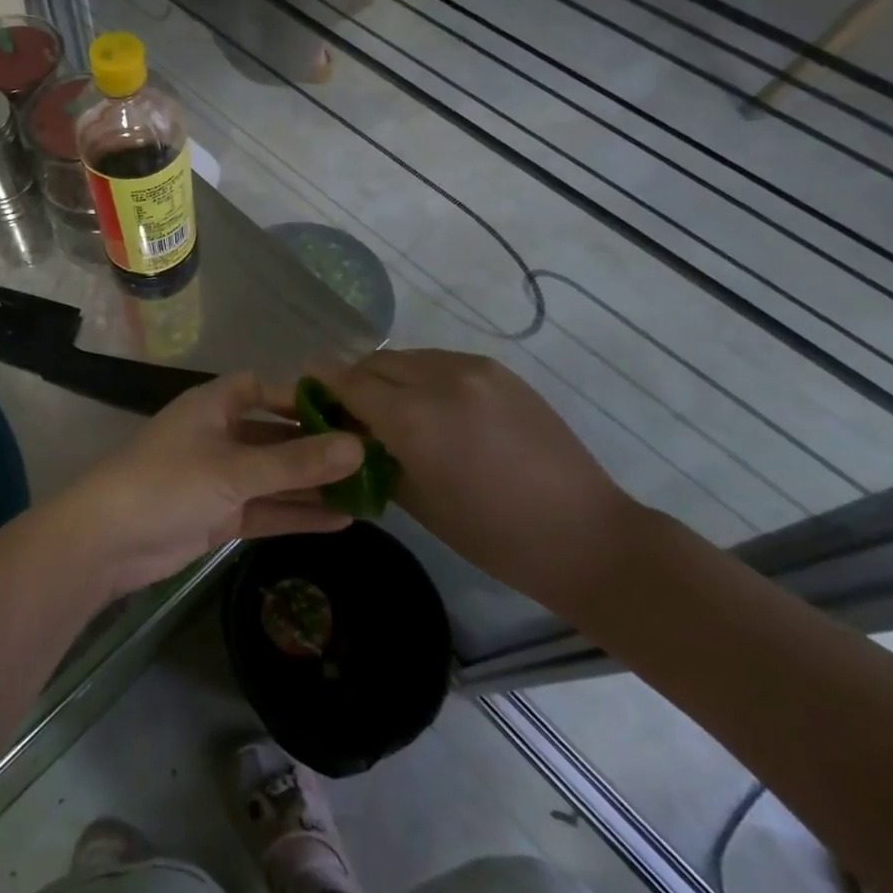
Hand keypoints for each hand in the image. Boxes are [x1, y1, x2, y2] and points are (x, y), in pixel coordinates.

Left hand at [48, 373, 363, 599]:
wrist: (106, 541)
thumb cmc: (168, 484)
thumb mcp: (235, 470)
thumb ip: (296, 462)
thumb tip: (359, 447)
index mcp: (214, 406)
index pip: (263, 388)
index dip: (301, 397)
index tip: (348, 411)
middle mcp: (219, 435)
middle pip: (276, 435)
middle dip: (317, 447)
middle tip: (372, 459)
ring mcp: (219, 477)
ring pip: (275, 476)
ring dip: (313, 485)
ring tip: (369, 492)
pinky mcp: (219, 515)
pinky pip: (266, 508)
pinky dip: (297, 514)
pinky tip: (342, 520)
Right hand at [309, 350, 636, 608]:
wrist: (584, 533)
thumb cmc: (492, 535)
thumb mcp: (416, 501)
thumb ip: (373, 454)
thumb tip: (347, 430)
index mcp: (414, 418)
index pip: (348, 380)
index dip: (322, 383)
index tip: (308, 392)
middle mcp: (439, 379)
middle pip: (374, 362)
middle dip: (355, 382)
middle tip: (352, 412)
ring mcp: (473, 369)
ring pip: (407, 357)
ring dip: (389, 376)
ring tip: (394, 410)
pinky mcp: (498, 370)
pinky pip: (441, 362)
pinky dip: (423, 377)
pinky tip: (434, 408)